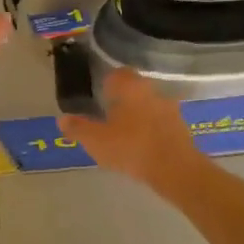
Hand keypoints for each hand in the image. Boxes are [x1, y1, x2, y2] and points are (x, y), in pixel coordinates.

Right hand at [59, 67, 208, 192]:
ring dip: (137, 115)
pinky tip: (141, 145)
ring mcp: (170, 109)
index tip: (97, 95)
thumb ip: (78, 128)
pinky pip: (160, 123)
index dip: (106, 82)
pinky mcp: (181, 128)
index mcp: (131, 87)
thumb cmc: (131, 147)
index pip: (117, 74)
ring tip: (123, 133)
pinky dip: (150, 130)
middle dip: (121, 100)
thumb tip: (62, 119)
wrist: (175, 169)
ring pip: (148, 106)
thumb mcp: (96, 140)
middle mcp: (152, 91)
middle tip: (106, 114)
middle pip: (134, 89)